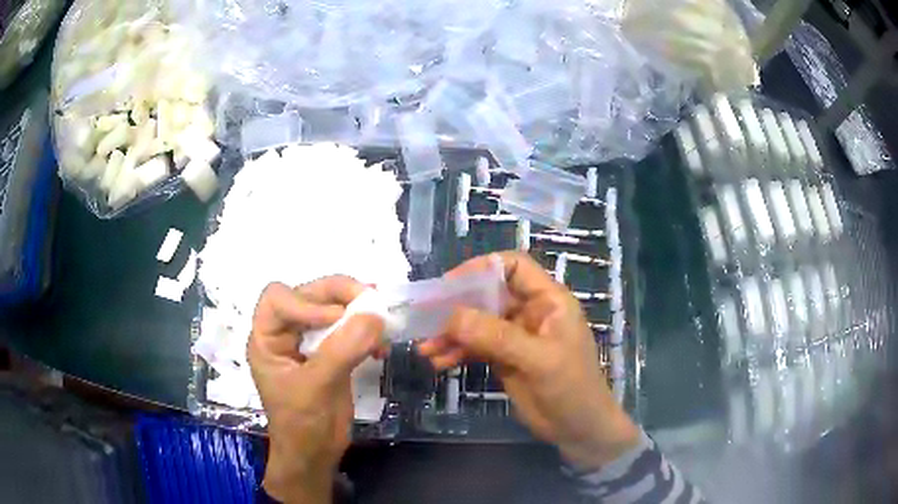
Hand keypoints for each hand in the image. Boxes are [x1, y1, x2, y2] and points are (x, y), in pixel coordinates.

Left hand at [248, 278, 384, 503]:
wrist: (315, 455)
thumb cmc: (302, 425)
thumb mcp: (316, 387)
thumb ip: (342, 350)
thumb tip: (374, 314)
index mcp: (266, 339)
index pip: (278, 299)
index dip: (306, 302)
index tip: (338, 318)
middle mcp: (285, 334)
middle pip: (307, 296)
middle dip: (338, 295)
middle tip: (371, 299)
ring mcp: (309, 343)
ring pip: (330, 309)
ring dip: (356, 310)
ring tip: (380, 318)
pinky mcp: (330, 354)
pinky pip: (347, 330)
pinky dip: (365, 332)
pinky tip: (380, 346)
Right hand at [418, 252, 640, 469]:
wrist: (578, 429)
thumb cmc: (572, 388)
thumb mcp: (539, 360)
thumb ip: (497, 337)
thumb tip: (452, 316)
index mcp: (548, 301)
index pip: (514, 267)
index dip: (482, 268)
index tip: (450, 285)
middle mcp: (530, 312)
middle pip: (488, 295)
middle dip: (457, 306)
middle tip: (425, 317)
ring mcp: (515, 336)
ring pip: (477, 323)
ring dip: (451, 334)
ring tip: (426, 348)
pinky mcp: (504, 358)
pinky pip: (475, 347)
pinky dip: (456, 352)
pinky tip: (438, 362)